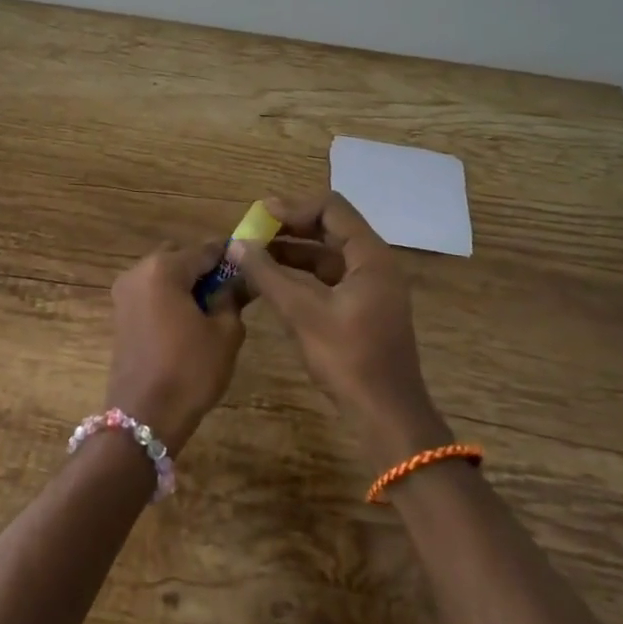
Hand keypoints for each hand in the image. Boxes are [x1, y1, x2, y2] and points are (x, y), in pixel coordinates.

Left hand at [105, 241, 246, 455]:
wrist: (144, 417)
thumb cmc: (190, 370)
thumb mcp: (225, 333)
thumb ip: (232, 297)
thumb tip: (240, 279)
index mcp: (164, 268)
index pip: (205, 249)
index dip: (229, 256)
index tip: (251, 265)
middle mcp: (138, 271)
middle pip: (179, 256)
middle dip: (204, 269)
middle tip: (230, 291)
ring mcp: (124, 293)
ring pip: (163, 274)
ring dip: (186, 284)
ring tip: (211, 309)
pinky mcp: (120, 314)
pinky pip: (151, 293)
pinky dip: (170, 298)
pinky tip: (189, 322)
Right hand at [232, 192, 449, 465]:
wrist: (386, 415)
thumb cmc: (349, 359)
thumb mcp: (303, 313)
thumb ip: (268, 275)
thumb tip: (236, 245)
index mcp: (370, 256)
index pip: (331, 209)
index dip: (293, 208)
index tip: (259, 216)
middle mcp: (374, 263)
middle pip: (329, 229)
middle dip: (289, 228)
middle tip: (251, 233)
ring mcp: (370, 287)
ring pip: (327, 255)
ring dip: (292, 251)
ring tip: (254, 255)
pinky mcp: (361, 308)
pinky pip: (328, 278)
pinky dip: (301, 274)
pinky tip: (272, 282)